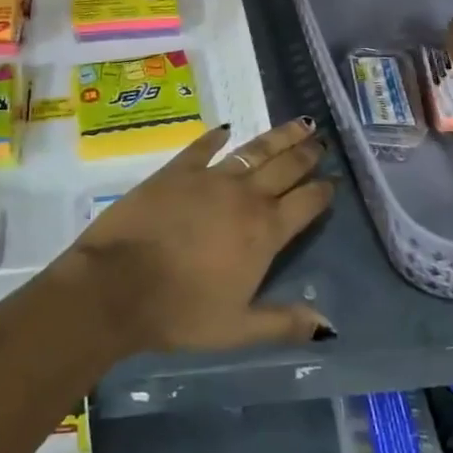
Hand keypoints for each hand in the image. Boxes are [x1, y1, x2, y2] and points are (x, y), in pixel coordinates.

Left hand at [66, 119, 335, 351]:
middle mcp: (244, 197)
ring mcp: (210, 178)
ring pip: (254, 150)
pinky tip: (226, 129)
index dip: (322, 191)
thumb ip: (284, 323)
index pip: (305, 203)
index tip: (334, 180)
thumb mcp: (237, 328)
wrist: (118, 284)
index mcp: (264, 232)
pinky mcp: (176, 170)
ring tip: (299, 124)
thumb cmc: (181, 312)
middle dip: (306, 154)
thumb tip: (328, 326)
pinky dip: (216, 138)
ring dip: (279, 137)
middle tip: (322, 141)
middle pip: (285, 168)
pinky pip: (203, 148)